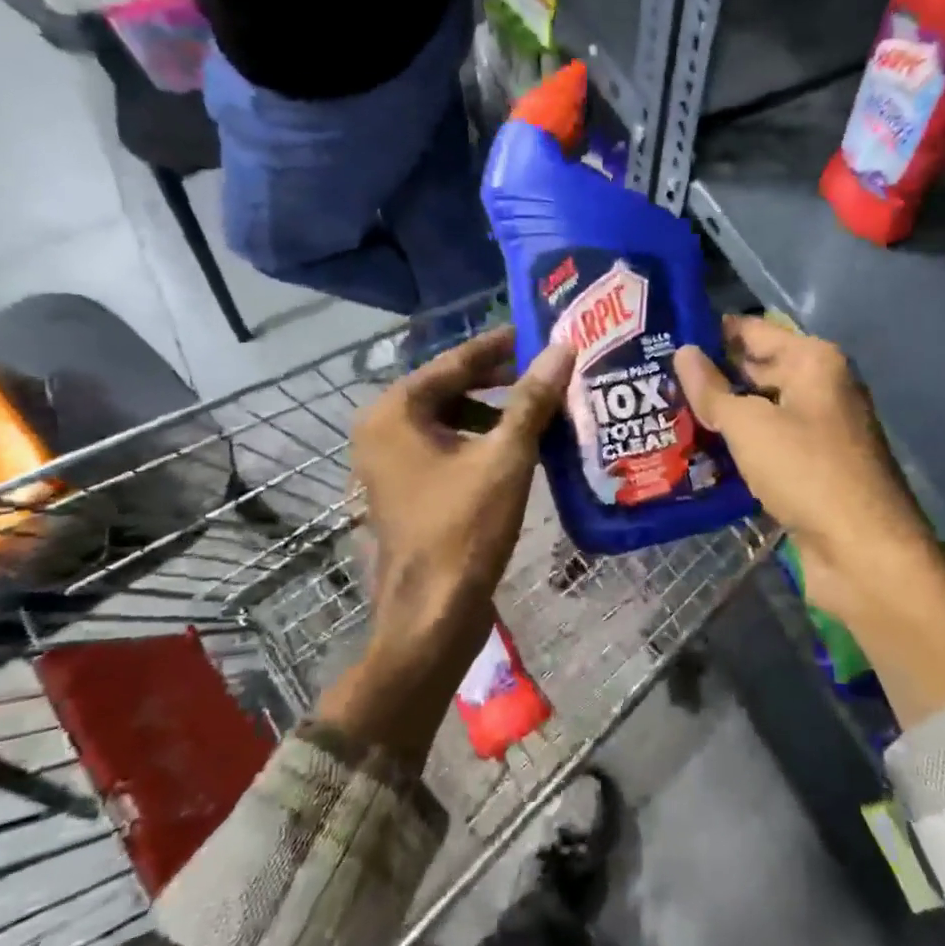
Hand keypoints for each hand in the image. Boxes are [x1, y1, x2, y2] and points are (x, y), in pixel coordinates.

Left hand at [350, 325, 573, 670]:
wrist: (432, 614)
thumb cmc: (464, 528)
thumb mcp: (506, 457)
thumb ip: (532, 400)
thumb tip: (563, 349)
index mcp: (394, 411)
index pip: (455, 361)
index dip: (500, 346)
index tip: (538, 331)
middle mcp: (382, 429)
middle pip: (450, 388)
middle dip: (500, 380)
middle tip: (547, 371)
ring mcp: (390, 462)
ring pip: (450, 419)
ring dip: (494, 413)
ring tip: (540, 410)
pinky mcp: (405, 489)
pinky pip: (446, 447)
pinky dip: (480, 441)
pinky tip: (518, 449)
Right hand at [672, 317, 938, 631]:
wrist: (863, 552)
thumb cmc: (807, 472)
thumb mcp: (750, 426)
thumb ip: (713, 390)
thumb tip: (683, 353)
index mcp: (813, 361)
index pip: (753, 331)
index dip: (710, 333)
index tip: (664, 337)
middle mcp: (819, 387)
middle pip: (756, 369)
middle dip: (710, 376)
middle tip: (653, 379)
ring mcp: (818, 429)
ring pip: (759, 410)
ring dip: (720, 414)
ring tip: (662, 413)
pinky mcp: (811, 467)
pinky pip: (766, 444)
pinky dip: (737, 445)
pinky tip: (695, 451)